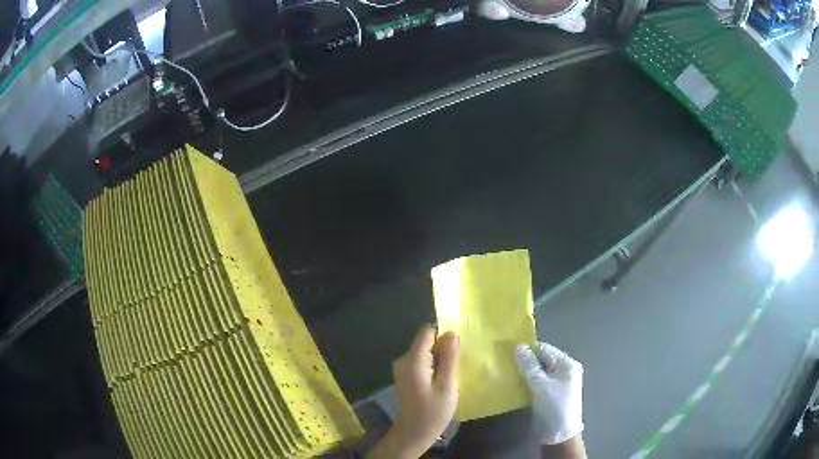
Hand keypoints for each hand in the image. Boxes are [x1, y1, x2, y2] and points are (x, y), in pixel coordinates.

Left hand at [368, 325, 459, 458]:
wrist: (413, 434)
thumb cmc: (433, 412)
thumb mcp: (447, 385)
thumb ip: (449, 358)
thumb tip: (451, 333)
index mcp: (413, 359)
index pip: (427, 331)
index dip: (444, 338)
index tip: (455, 354)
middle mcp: (403, 359)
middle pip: (426, 342)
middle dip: (443, 352)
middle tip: (452, 373)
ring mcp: (402, 368)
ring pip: (426, 353)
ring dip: (439, 362)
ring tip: (447, 381)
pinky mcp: (405, 376)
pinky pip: (422, 363)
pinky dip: (433, 369)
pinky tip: (438, 386)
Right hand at [515, 342, 583, 445]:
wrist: (558, 435)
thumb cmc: (554, 406)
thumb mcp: (541, 385)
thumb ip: (529, 366)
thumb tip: (518, 346)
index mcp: (567, 364)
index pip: (545, 349)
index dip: (528, 350)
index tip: (507, 351)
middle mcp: (563, 371)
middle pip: (541, 360)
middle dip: (524, 361)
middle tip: (503, 363)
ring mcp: (556, 384)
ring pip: (537, 373)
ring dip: (523, 373)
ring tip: (505, 372)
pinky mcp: (548, 395)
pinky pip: (535, 383)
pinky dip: (525, 383)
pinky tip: (512, 384)